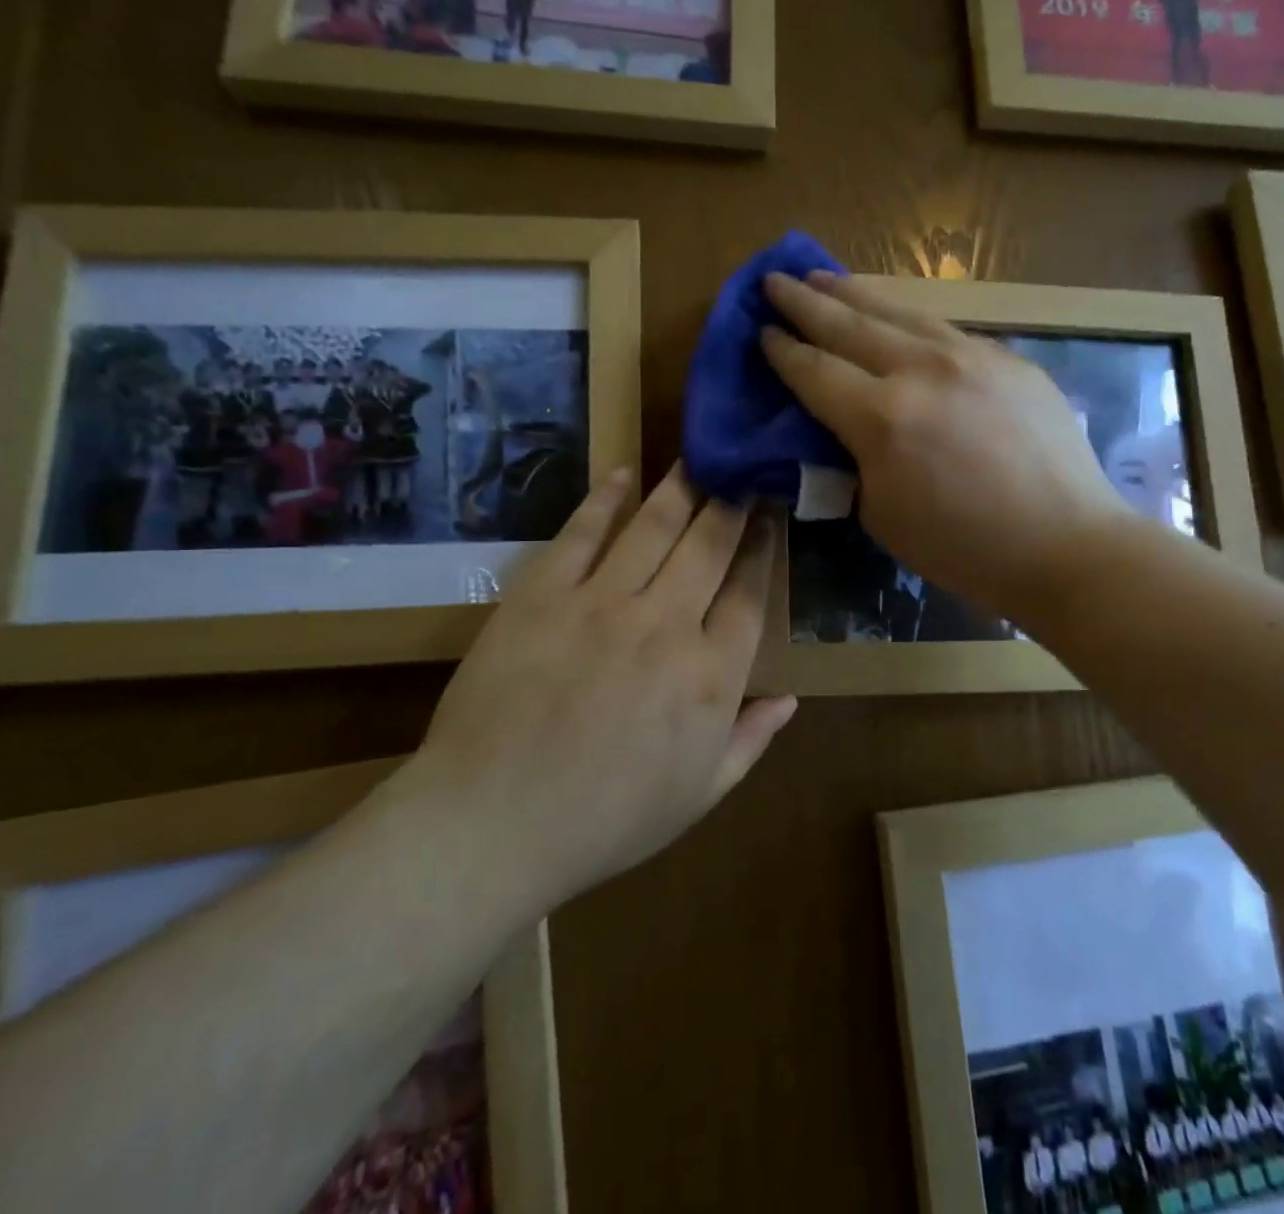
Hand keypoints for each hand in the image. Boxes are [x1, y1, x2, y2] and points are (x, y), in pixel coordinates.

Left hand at [412, 464, 792, 912]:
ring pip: (654, 527)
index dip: (764, 549)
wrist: (492, 824)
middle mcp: (666, 624)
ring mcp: (602, 603)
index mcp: (711, 675)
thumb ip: (751, 740)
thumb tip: (791, 699)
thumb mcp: (699, 794)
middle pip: (710, 546)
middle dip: (732, 502)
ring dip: (681, 488)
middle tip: (742, 470)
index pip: (750, 594)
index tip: (772, 516)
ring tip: (698, 458)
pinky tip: (623, 473)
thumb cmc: (607, 820)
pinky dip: (604, 499)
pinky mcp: (543, 594)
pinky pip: (581, 533)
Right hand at [760, 271, 1129, 627]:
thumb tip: (846, 430)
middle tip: (775, 281)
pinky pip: (945, 329)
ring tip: (824, 277)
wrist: (1065, 544)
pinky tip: (898, 316)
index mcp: (882, 417)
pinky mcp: (1008, 358)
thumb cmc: (964, 548)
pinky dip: (908, 318)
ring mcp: (971, 356)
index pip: (815, 371)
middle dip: (805, 302)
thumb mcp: (882, 515)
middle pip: (849, 325)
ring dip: (855, 293)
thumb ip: (854, 461)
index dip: (783, 350)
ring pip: (900, 312)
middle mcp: (922, 370)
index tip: (761, 330)